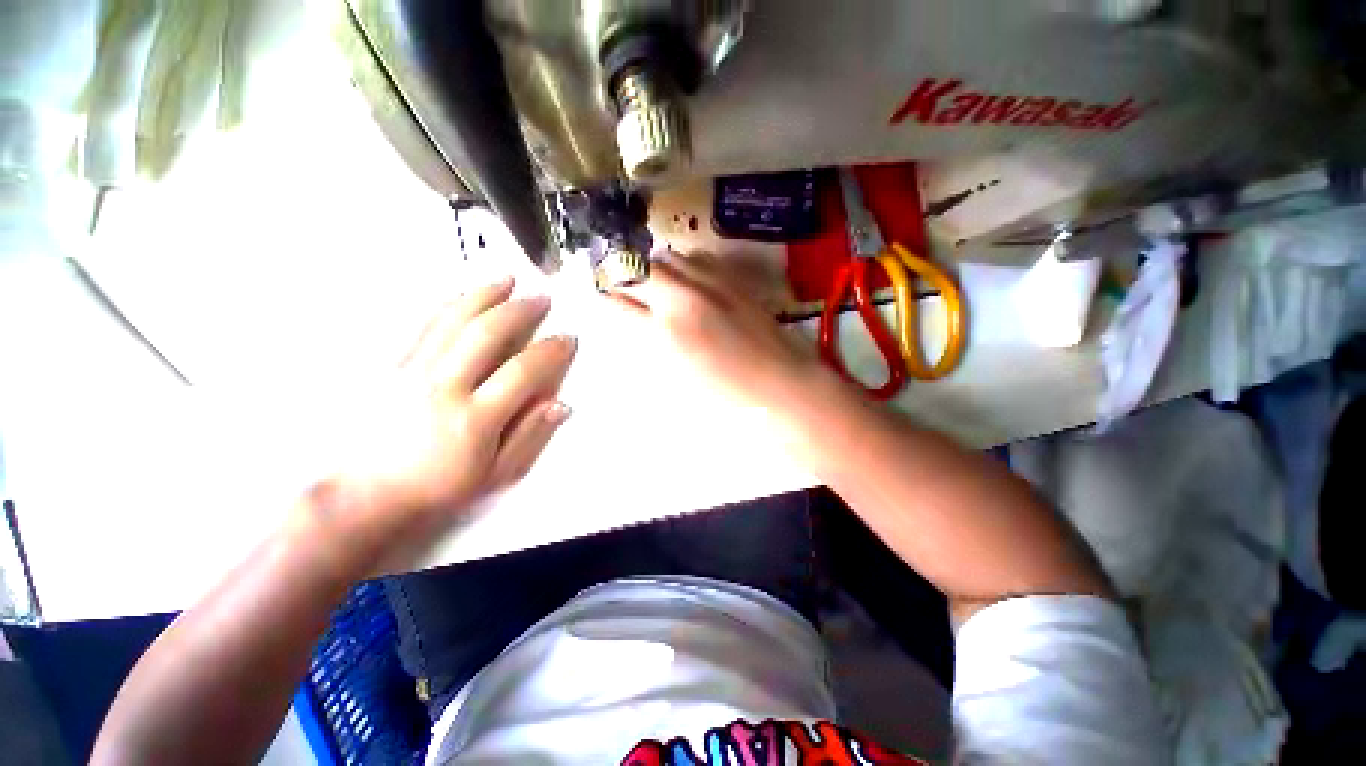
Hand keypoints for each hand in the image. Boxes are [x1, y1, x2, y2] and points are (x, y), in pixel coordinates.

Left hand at [299, 277, 576, 571]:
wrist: (369, 492)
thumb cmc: (442, 487)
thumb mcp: (497, 474)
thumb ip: (531, 436)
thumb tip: (561, 403)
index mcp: (475, 419)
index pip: (522, 372)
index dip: (550, 352)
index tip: (567, 339)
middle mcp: (444, 388)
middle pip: (487, 334)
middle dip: (520, 311)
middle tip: (542, 298)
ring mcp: (413, 372)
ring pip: (453, 321)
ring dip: (484, 296)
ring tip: (507, 279)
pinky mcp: (393, 366)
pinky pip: (424, 326)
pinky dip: (449, 305)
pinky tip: (464, 294)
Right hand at [612, 253, 830, 413]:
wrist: (781, 386)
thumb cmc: (728, 398)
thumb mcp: (678, 379)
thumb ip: (654, 348)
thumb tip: (641, 328)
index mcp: (665, 335)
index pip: (621, 305)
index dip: (607, 298)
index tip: (601, 294)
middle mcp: (683, 301)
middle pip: (641, 270)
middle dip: (626, 274)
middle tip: (624, 283)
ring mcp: (710, 286)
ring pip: (669, 258)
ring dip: (656, 267)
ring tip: (655, 280)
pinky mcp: (733, 282)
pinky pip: (699, 259)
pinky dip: (685, 264)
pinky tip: (687, 277)